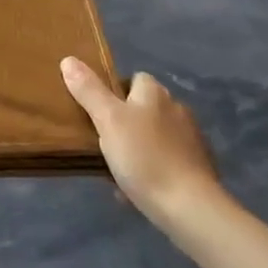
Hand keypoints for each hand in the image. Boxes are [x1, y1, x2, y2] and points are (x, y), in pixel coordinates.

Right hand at [61, 58, 222, 222]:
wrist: (190, 208)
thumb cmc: (144, 157)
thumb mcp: (108, 120)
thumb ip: (89, 90)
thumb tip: (69, 60)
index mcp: (155, 94)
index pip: (135, 78)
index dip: (115, 90)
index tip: (97, 110)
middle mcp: (177, 110)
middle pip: (145, 108)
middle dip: (126, 121)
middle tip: (103, 141)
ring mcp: (191, 140)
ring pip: (155, 137)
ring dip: (139, 147)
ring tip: (117, 169)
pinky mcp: (198, 169)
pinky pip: (167, 162)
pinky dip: (153, 170)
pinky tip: (137, 190)